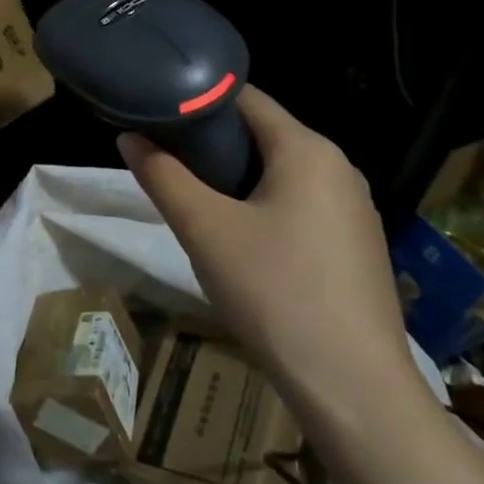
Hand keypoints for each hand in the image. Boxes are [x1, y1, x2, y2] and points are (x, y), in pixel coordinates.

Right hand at [118, 85, 413, 400]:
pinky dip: (261, 207)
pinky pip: (299, 205)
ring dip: (233, 179)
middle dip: (210, 144)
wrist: (351, 384)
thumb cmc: (273, 291)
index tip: (155, 115)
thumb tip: (129, 137)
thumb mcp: (204, 229)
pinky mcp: (354, 245)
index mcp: (307, 150)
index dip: (196, 101)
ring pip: (279, 173)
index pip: (245, 99)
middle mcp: (338, 168)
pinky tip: (237, 240)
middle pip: (262, 135)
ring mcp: (353, 209)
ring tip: (191, 199)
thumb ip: (162, 176)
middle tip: (164, 162)